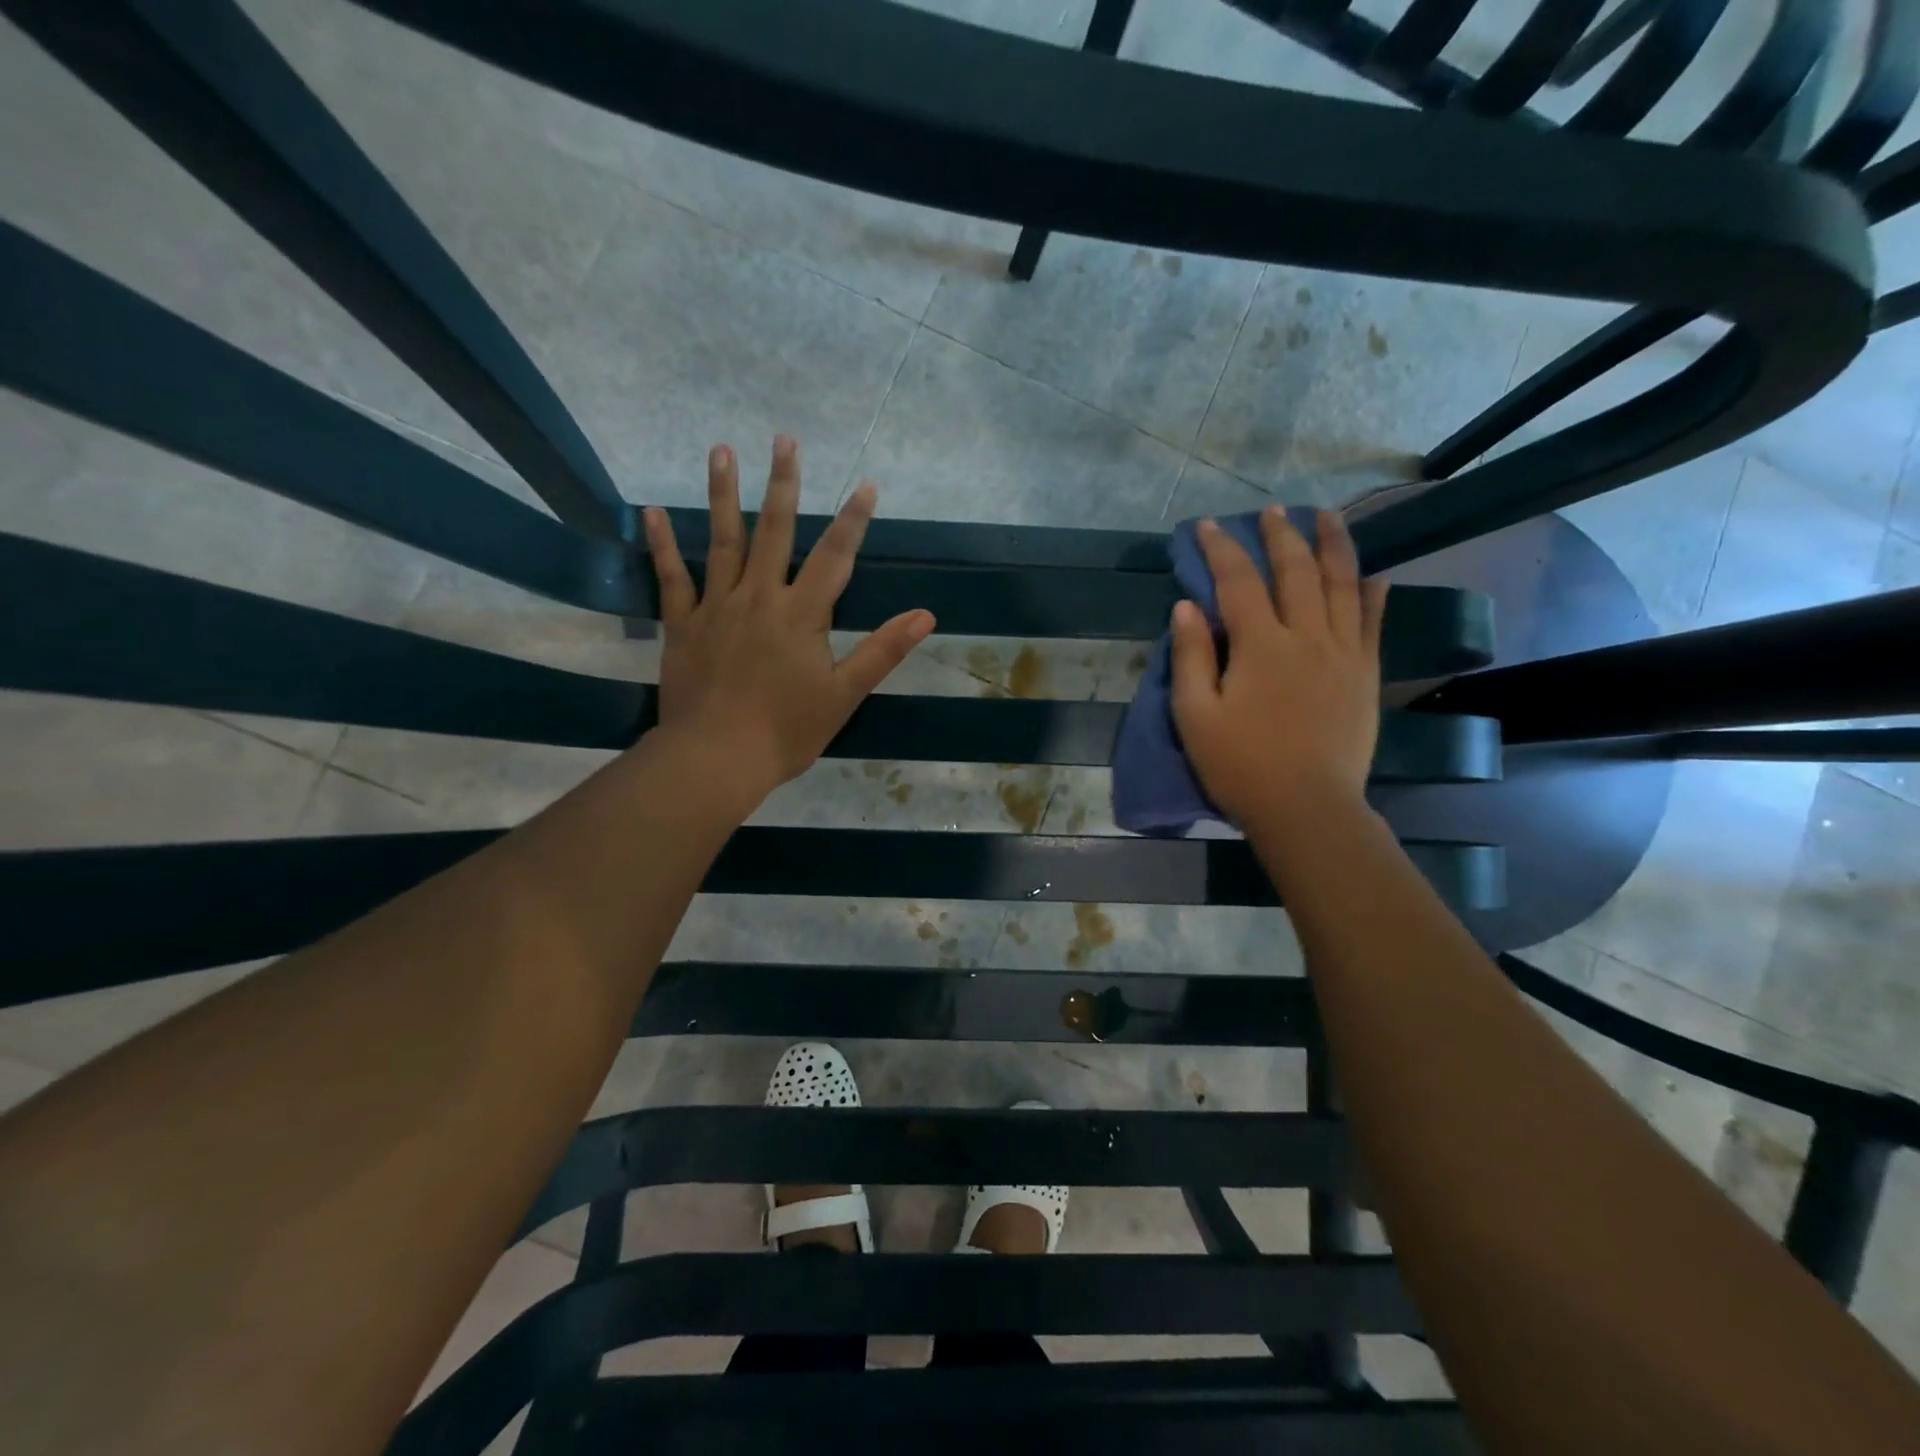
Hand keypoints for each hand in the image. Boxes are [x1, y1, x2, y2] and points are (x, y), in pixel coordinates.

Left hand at [643, 436, 934, 802]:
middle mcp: (759, 597)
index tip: (865, 484)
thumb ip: (883, 651)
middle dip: (783, 484)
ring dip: (723, 494)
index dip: (853, 519)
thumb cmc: (787, 731)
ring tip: (722, 450)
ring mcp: (716, 607)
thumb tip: (925, 616)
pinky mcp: (682, 625)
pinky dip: (662, 544)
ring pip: (722, 541)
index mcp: (801, 614)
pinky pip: (672, 577)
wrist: (717, 758)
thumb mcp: (845, 695)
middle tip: (784, 439)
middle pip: (774, 531)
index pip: (834, 556)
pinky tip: (653, 510)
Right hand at [1170, 508, 1387, 828]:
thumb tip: (1186, 606)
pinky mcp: (1365, 674)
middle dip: (1281, 535)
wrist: (1307, 808)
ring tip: (1326, 517)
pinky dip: (1372, 592)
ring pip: (1341, 584)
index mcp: (1260, 646)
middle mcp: (1306, 636)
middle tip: (1272, 510)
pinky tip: (1372, 573)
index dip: (1221, 549)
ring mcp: (1343, 653)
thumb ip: (1190, 657)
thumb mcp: (1195, 716)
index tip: (1207, 525)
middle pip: (1295, 571)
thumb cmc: (1240, 766)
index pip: (1237, 582)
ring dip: (1332, 546)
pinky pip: (1372, 622)